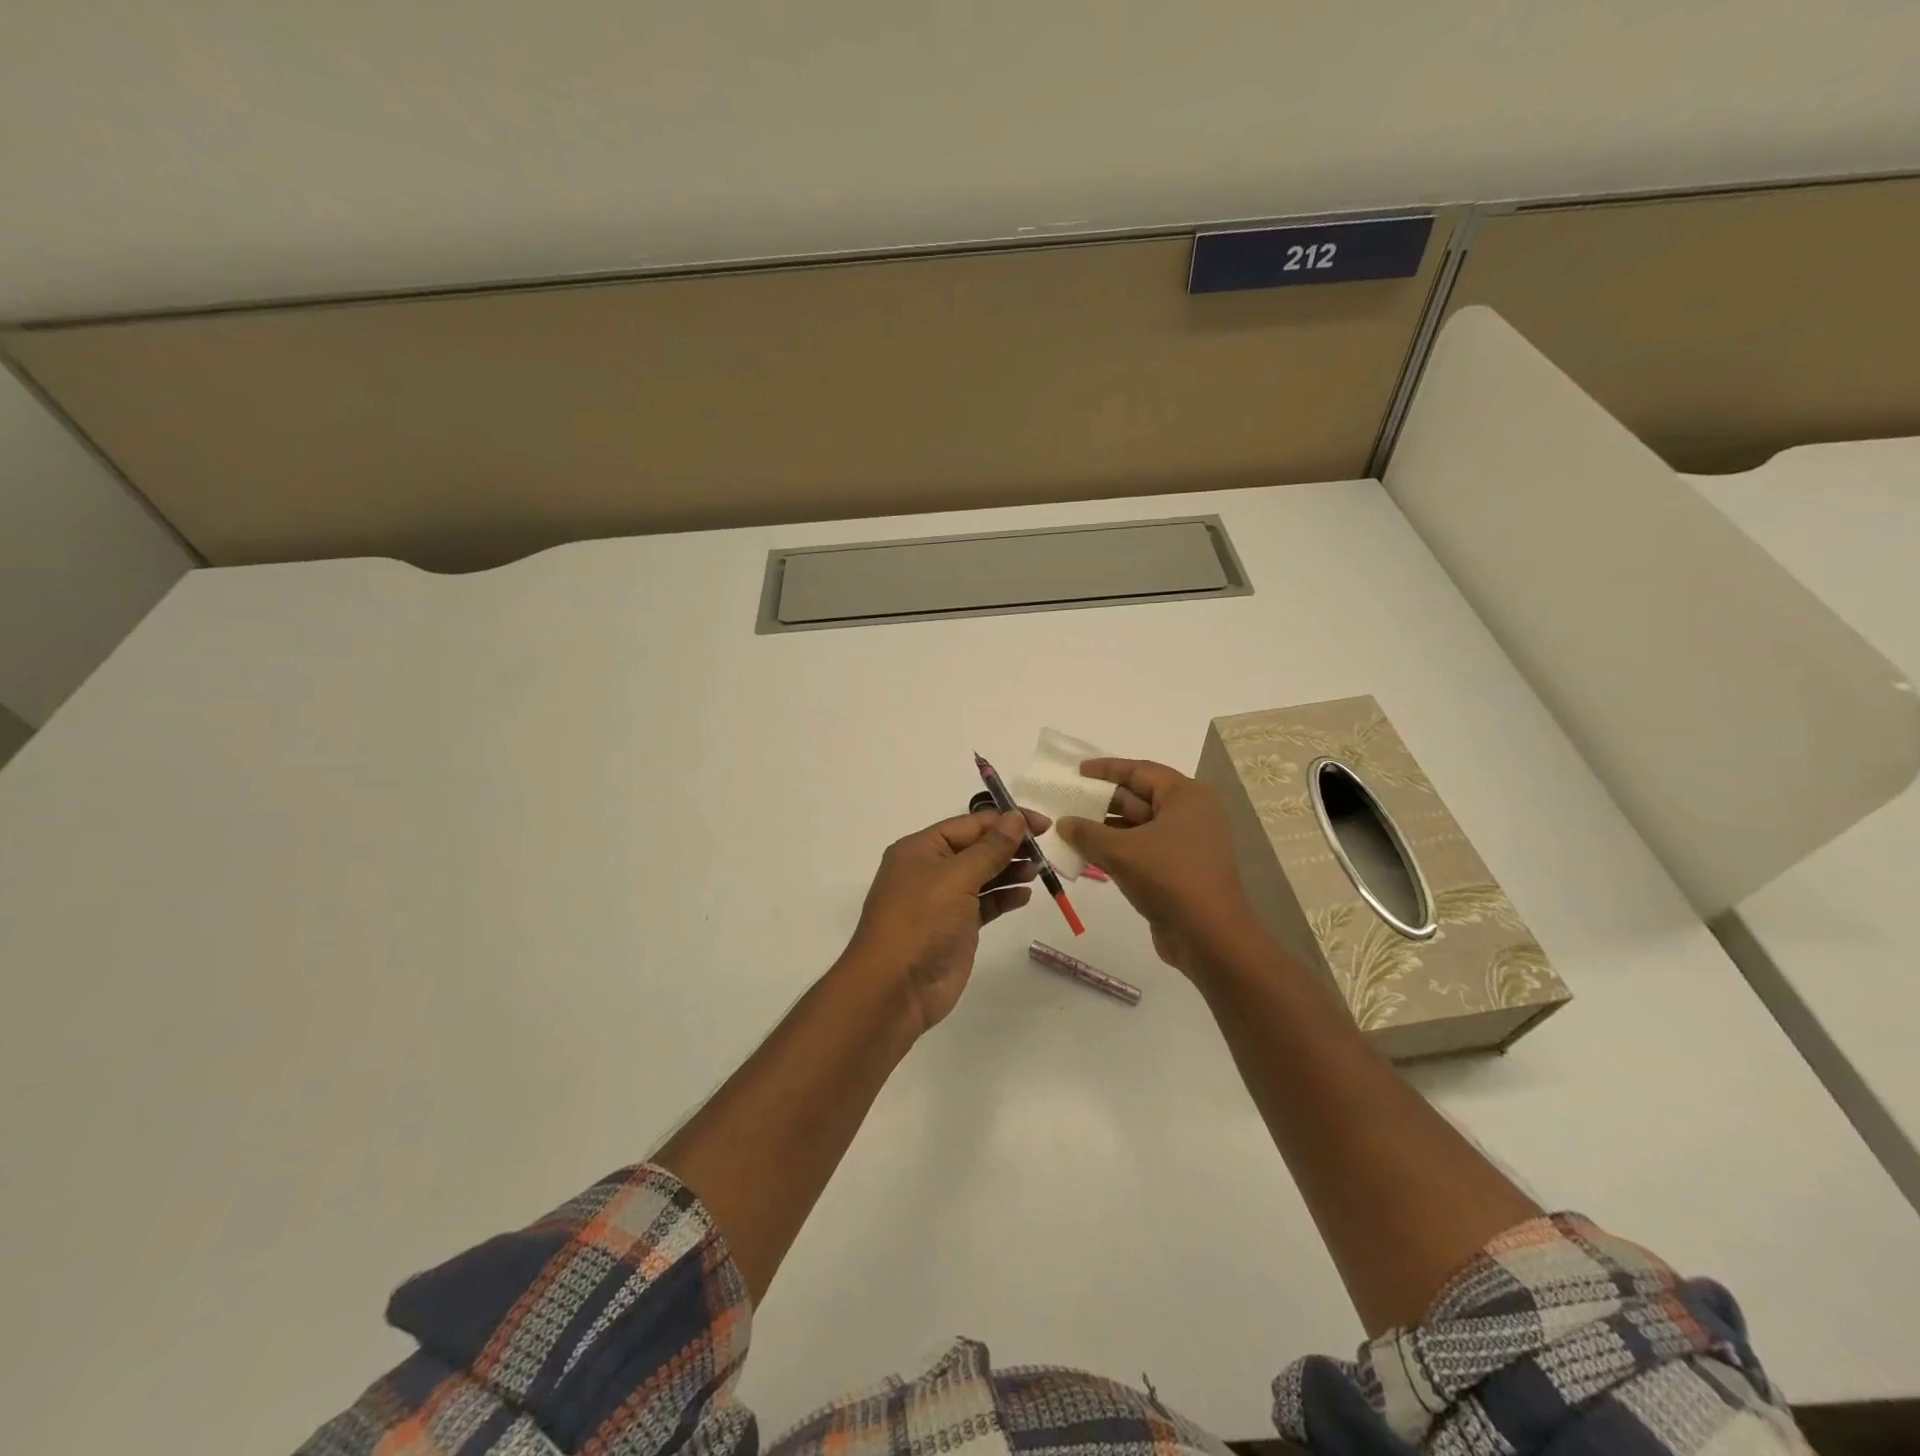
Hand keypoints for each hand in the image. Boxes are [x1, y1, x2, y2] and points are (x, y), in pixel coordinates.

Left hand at [842, 807, 1048, 1033]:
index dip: (1006, 821)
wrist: (895, 989)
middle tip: (1046, 849)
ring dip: (1010, 870)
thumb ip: (990, 849)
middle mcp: (930, 870)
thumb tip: (1015, 818)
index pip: (970, 824)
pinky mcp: (956, 927)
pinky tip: (1025, 895)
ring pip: (983, 875)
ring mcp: (943, 900)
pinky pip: (985, 903)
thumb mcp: (956, 878)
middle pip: (977, 848)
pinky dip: (1004, 897)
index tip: (1044, 825)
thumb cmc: (921, 922)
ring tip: (1039, 870)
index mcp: (921, 848)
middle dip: (1010, 846)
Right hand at [1057, 759, 1259, 979]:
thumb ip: (1087, 833)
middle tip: (1068, 803)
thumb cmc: (1168, 877)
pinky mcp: (1180, 870)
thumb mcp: (1120, 851)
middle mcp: (1191, 814)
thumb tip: (1063, 823)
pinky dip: (1118, 851)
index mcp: (1186, 796)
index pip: (1140, 771)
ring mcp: (1187, 844)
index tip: (1077, 772)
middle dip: (1102, 802)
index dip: (1106, 770)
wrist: (1209, 936)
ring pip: (1139, 827)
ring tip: (1071, 831)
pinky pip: (1143, 851)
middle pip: (1140, 798)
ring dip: (1106, 830)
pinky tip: (1089, 856)